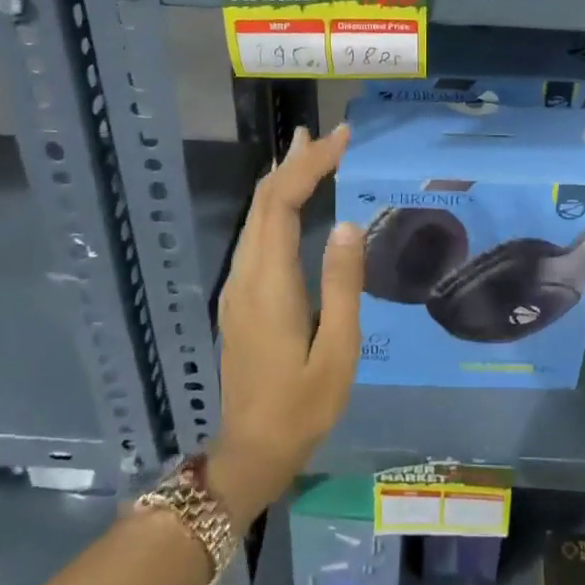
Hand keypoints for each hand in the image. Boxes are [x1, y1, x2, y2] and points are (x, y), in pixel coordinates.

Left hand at [209, 124, 362, 528]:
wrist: (251, 451)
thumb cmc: (302, 406)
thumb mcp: (338, 351)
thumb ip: (342, 284)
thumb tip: (347, 224)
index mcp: (269, 283)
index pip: (281, 203)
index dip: (308, 165)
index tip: (340, 140)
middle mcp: (245, 275)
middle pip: (262, 202)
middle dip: (294, 162)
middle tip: (327, 134)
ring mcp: (237, 286)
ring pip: (255, 216)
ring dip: (282, 179)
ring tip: (311, 151)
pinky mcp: (240, 297)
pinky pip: (255, 234)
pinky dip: (275, 204)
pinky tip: (292, 200)